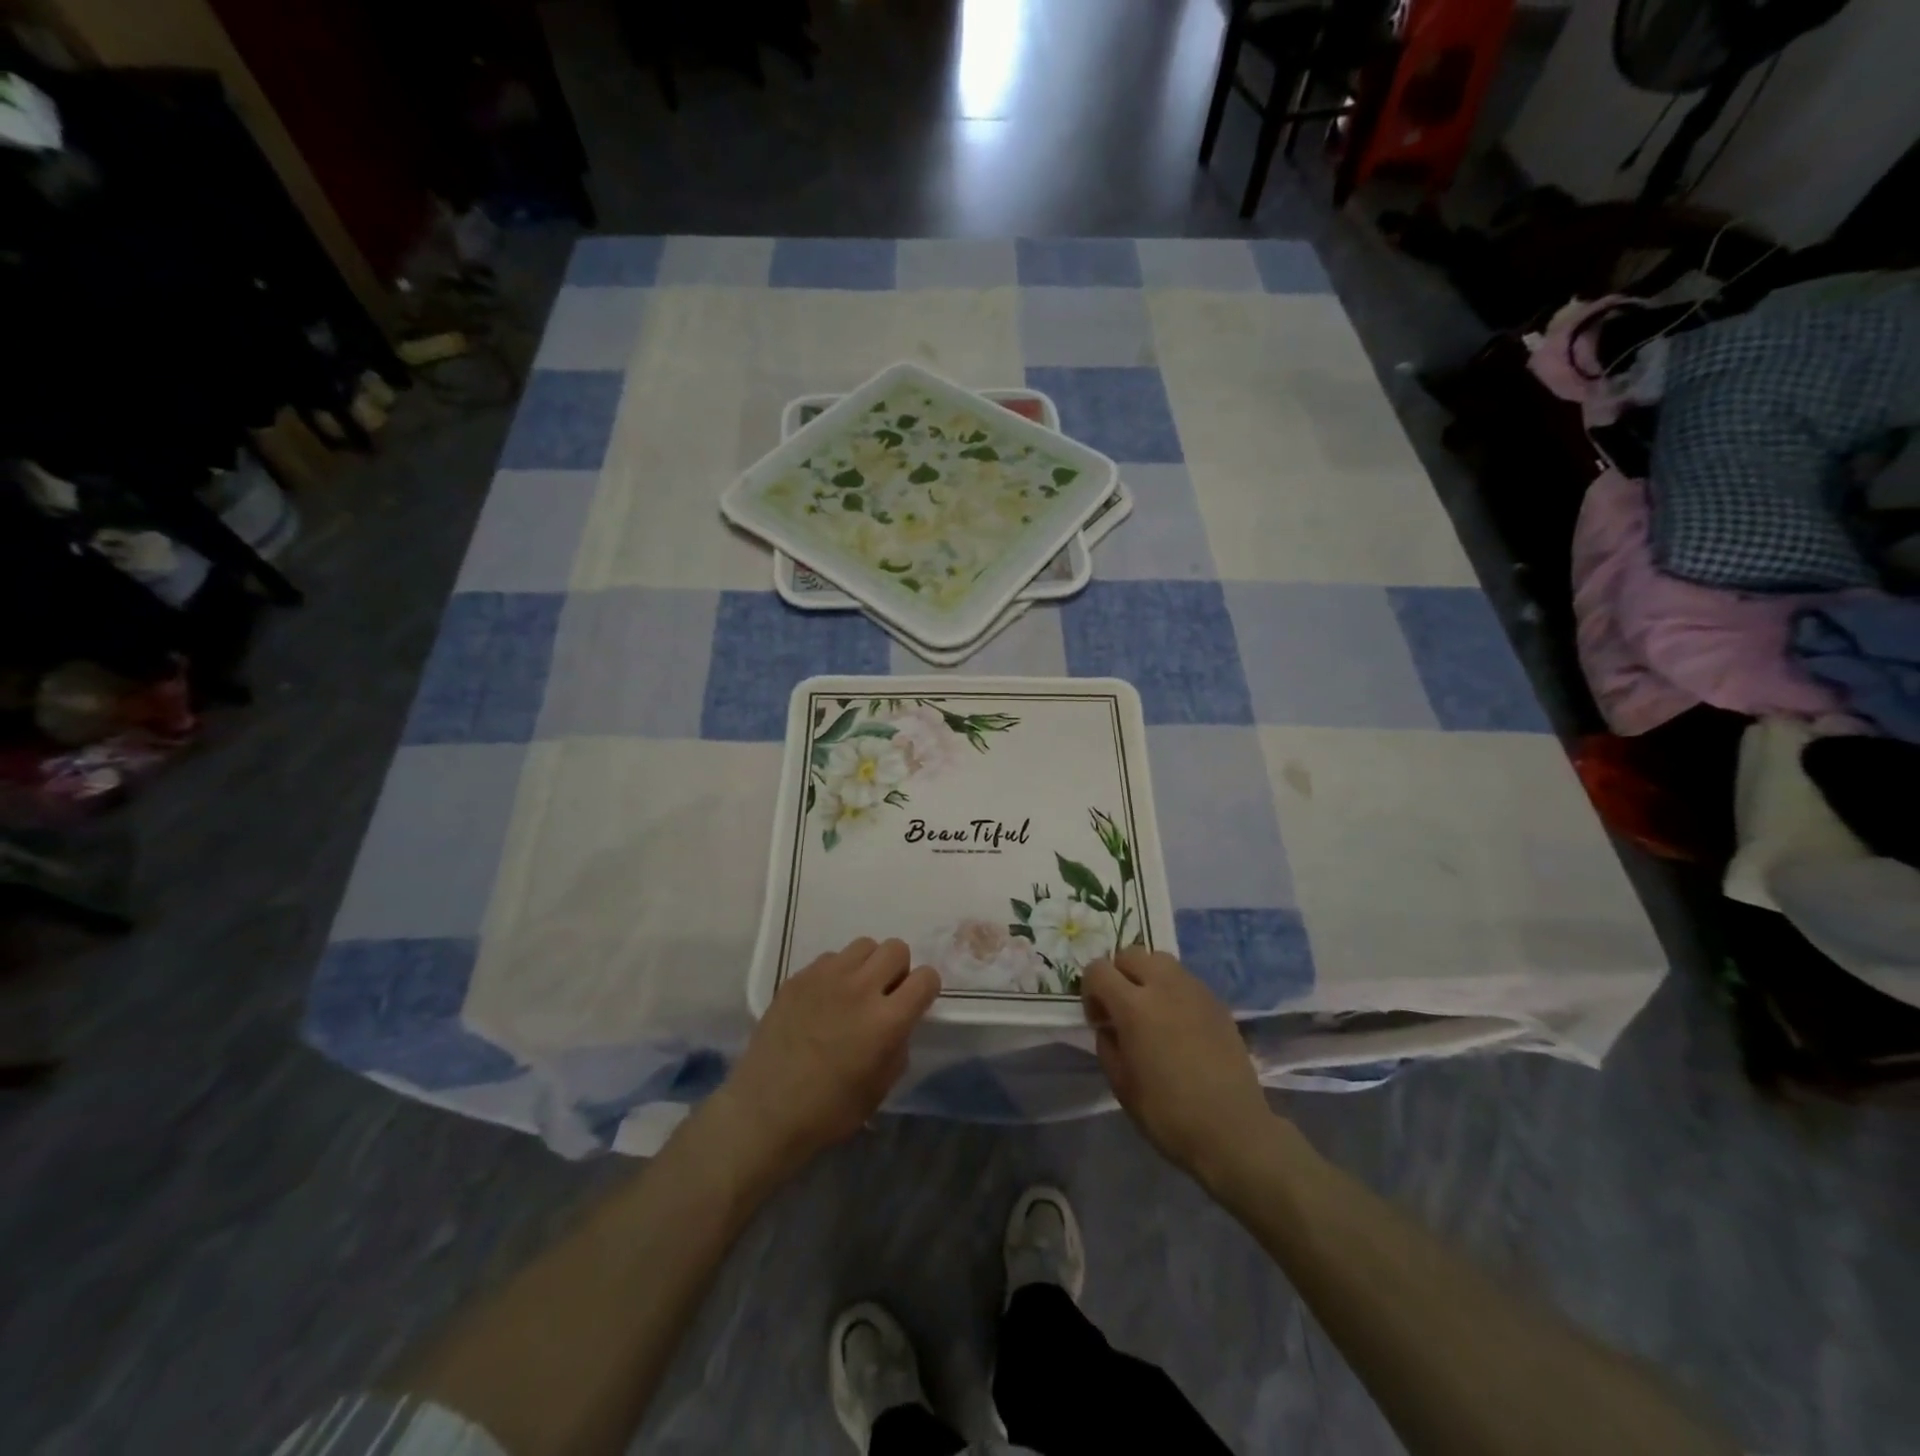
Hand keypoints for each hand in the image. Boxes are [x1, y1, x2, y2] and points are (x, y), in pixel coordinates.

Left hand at [713, 938, 939, 1184]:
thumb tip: (899, 1022)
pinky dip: (836, 973)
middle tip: (884, 994)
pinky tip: (824, 1000)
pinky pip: (830, 958)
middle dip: (898, 969)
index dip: (925, 989)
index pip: (926, 977)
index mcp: (886, 1020)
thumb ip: (898, 1044)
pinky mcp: (798, 977)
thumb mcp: (881, 1087)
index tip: (915, 1003)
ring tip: (854, 992)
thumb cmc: (829, 1111)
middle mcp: (860, 989)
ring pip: (864, 945)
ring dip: (867, 965)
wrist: (765, 1111)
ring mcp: (826, 978)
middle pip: (896, 948)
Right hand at [1082, 949, 1271, 1186]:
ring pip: (1160, 960)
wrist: (1233, 1130)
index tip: (1099, 1019)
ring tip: (1152, 1010)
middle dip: (1118, 975)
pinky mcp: (1217, 1002)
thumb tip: (1109, 1026)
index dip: (1090, 990)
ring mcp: (1194, 990)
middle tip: (1122, 1009)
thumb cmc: (1168, 1113)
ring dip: (1147, 976)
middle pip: (1130, 954)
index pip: (1098, 970)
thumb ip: (1107, 1044)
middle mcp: (1164, 986)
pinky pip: (1185, 980)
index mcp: (1134, 1007)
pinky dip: (1173, 990)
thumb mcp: (1121, 1084)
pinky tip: (1179, 1024)